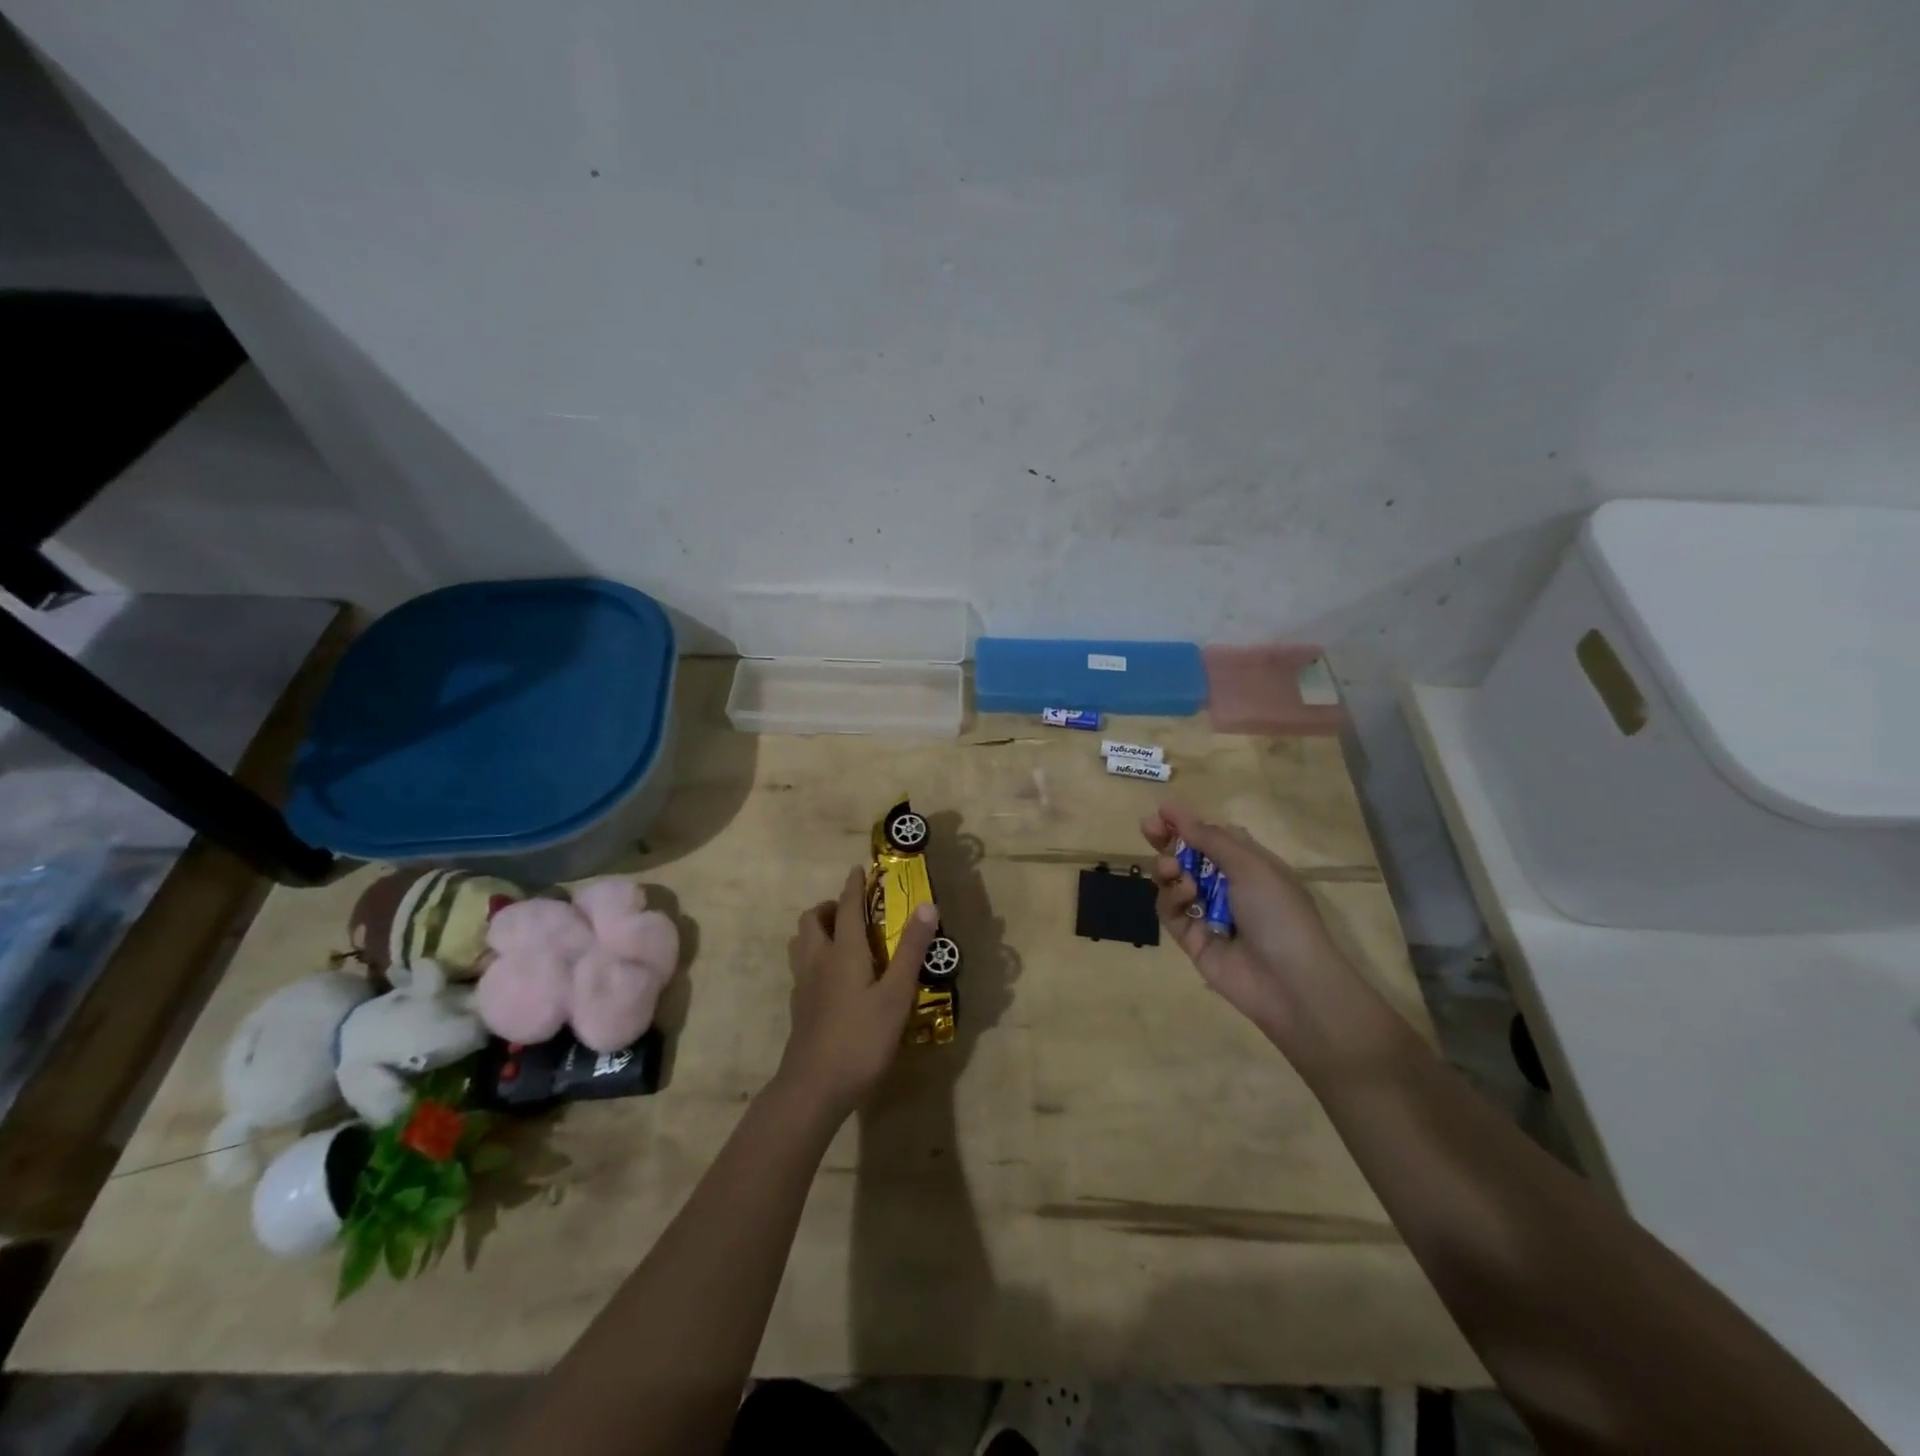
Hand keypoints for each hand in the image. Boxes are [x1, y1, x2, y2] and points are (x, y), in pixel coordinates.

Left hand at [779, 866, 937, 1119]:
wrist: (814, 1087)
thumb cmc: (861, 1038)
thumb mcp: (896, 995)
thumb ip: (911, 950)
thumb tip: (927, 904)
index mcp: (843, 951)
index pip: (847, 907)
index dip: (853, 886)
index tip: (858, 869)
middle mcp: (818, 960)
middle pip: (812, 919)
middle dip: (830, 907)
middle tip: (853, 912)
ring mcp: (804, 984)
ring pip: (801, 941)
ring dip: (818, 929)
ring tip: (842, 938)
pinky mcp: (799, 1006)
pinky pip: (802, 965)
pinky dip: (815, 955)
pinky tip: (834, 976)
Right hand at [1142, 804, 1390, 1070]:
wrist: (1290, 982)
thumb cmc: (1278, 912)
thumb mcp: (1250, 865)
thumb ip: (1210, 839)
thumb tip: (1178, 813)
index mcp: (1249, 865)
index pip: (1213, 837)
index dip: (1188, 823)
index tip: (1162, 811)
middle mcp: (1227, 887)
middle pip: (1188, 857)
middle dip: (1167, 841)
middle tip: (1148, 828)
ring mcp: (1209, 914)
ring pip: (1174, 883)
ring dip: (1169, 869)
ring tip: (1171, 869)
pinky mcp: (1192, 939)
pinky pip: (1171, 912)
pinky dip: (1173, 899)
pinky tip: (1185, 896)